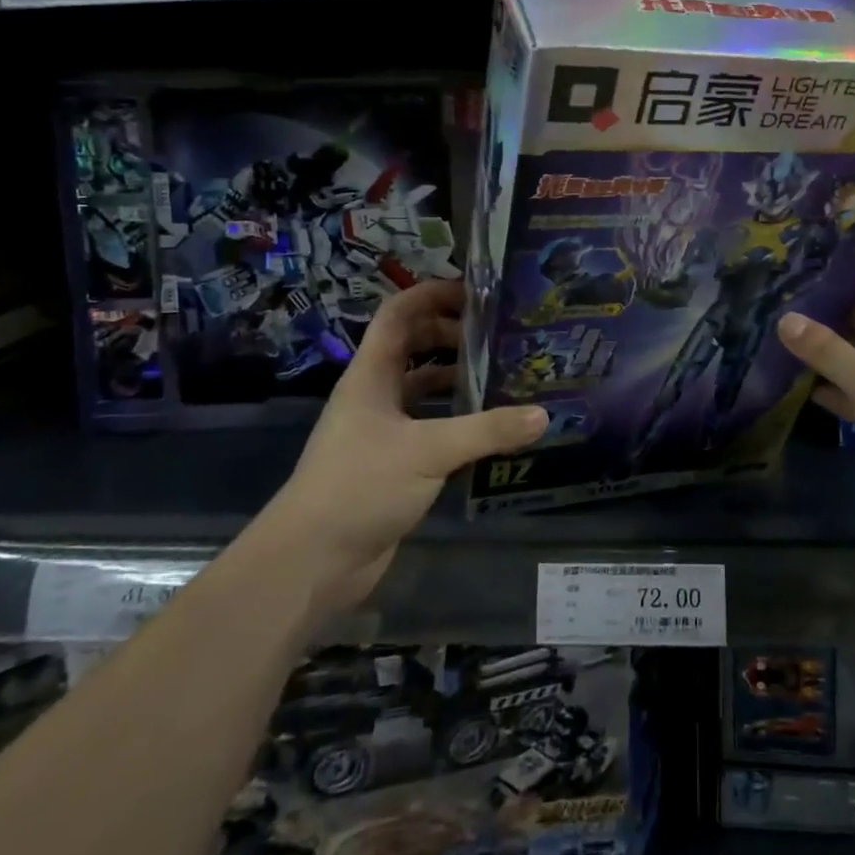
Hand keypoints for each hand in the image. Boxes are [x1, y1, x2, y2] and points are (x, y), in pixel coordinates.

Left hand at [278, 280, 545, 589]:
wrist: (311, 561)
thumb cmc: (360, 485)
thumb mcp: (429, 451)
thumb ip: (488, 431)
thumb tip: (542, 415)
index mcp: (372, 375)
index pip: (399, 313)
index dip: (433, 294)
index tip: (478, 292)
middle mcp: (376, 395)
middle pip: (414, 346)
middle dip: (454, 336)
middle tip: (501, 337)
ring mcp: (383, 431)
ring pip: (424, 390)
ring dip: (458, 380)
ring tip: (505, 377)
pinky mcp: (394, 464)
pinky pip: (431, 429)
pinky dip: (459, 422)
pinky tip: (492, 430)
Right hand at [775, 256, 854, 532]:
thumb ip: (828, 351)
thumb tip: (783, 318)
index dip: (837, 254)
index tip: (794, 244)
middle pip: (852, 308)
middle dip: (813, 299)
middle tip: (764, 286)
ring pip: (847, 349)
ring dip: (813, 343)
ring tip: (763, 325)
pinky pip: (848, 387)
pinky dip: (822, 384)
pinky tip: (784, 379)